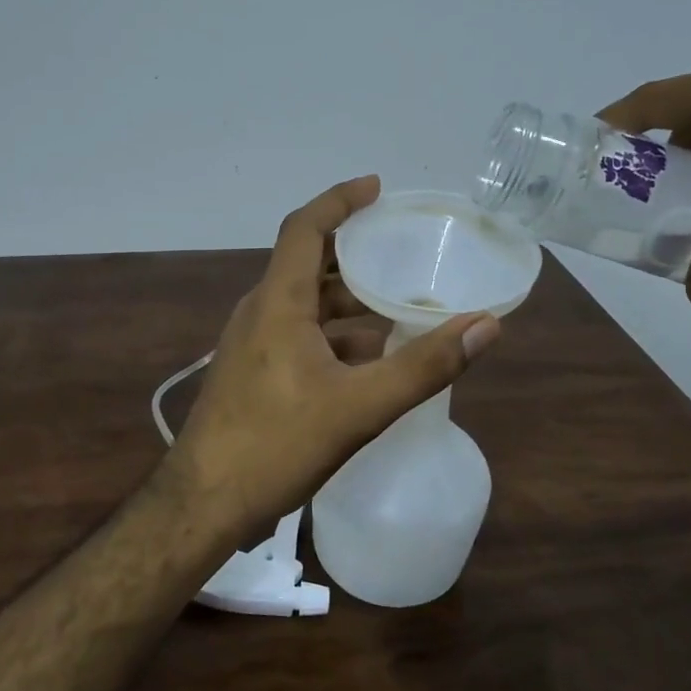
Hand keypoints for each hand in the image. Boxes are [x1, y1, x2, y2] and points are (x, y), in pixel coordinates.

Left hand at [164, 176, 500, 539]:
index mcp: (278, 304)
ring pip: (304, 306)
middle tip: (399, 254)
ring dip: (347, 304)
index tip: (376, 188)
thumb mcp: (360, 407)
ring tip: (395, 311)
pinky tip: (366, 365)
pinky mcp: (250, 374)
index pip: (305, 228)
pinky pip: (296, 337)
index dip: (340, 201)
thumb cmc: (276, 446)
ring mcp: (250, 345)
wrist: (204, 502)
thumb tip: (486, 325)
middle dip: (353, 255)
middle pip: (306, 265)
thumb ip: (425, 366)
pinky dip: (333, 338)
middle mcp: (259, 313)